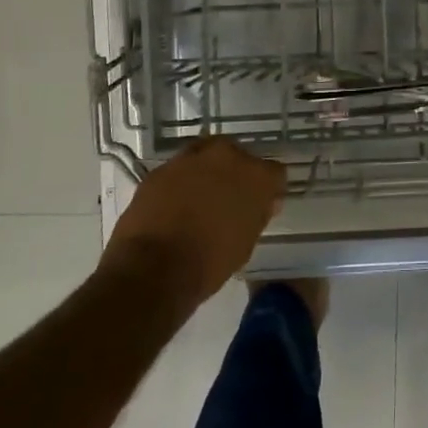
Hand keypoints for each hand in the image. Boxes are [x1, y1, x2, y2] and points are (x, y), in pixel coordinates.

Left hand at [105, 137, 285, 305]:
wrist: (152, 271)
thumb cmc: (209, 263)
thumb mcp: (246, 243)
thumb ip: (257, 214)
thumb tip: (263, 203)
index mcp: (256, 175)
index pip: (275, 173)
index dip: (268, 190)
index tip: (262, 205)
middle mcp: (227, 156)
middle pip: (238, 156)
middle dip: (235, 173)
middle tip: (227, 199)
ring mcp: (190, 159)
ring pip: (205, 157)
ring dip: (205, 173)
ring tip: (197, 200)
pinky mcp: (160, 169)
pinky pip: (177, 171)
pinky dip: (179, 183)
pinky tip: (173, 206)